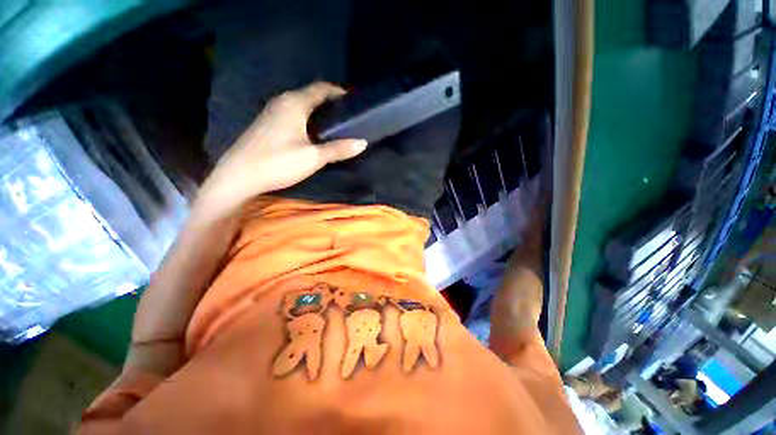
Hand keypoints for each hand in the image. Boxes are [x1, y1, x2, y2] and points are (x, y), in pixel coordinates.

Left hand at [197, 82, 366, 214]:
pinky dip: (306, 117)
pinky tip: (311, 132)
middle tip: (345, 115)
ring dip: (317, 110)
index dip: (338, 92)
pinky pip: (291, 113)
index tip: (352, 101)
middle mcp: (281, 101)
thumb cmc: (279, 162)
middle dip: (329, 101)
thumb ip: (339, 149)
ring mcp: (271, 112)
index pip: (320, 88)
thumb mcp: (314, 157)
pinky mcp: (266, 124)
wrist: (239, 175)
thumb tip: (362, 143)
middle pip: (310, 94)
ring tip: (332, 124)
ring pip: (300, 104)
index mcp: (294, 103)